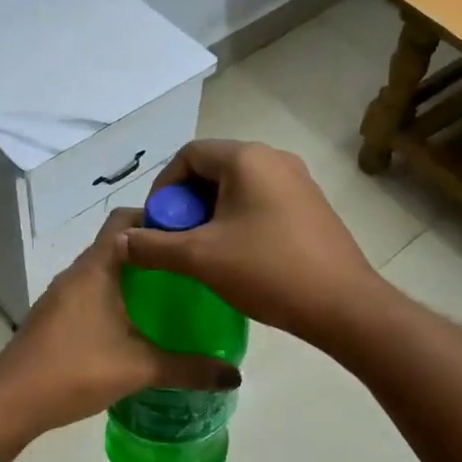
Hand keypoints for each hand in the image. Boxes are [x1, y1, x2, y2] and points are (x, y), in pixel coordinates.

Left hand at [0, 209, 241, 434]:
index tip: (190, 233)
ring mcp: (61, 295)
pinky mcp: (54, 317)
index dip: (158, 217)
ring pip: (103, 271)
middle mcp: (76, 273)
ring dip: (132, 276)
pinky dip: (114, 298)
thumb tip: (234, 375)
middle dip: (151, 251)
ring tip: (170, 296)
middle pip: (116, 243)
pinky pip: (90, 293)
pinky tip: (135, 326)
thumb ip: (189, 369)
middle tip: (189, 268)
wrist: (12, 401)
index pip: (125, 219)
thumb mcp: (140, 368)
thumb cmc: (76, 370)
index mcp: (96, 268)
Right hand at [122, 140, 384, 346]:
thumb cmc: (267, 271)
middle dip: (187, 204)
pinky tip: (236, 257)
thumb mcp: (200, 258)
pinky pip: (261, 202)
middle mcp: (274, 159)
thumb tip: (119, 242)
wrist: (343, 305)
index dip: (163, 188)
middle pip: (213, 169)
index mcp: (247, 158)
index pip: (189, 155)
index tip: (157, 225)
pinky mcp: (311, 206)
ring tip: (203, 252)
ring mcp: (298, 182)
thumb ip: (153, 246)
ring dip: (211, 215)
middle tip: (177, 241)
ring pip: (237, 187)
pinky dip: (238, 220)